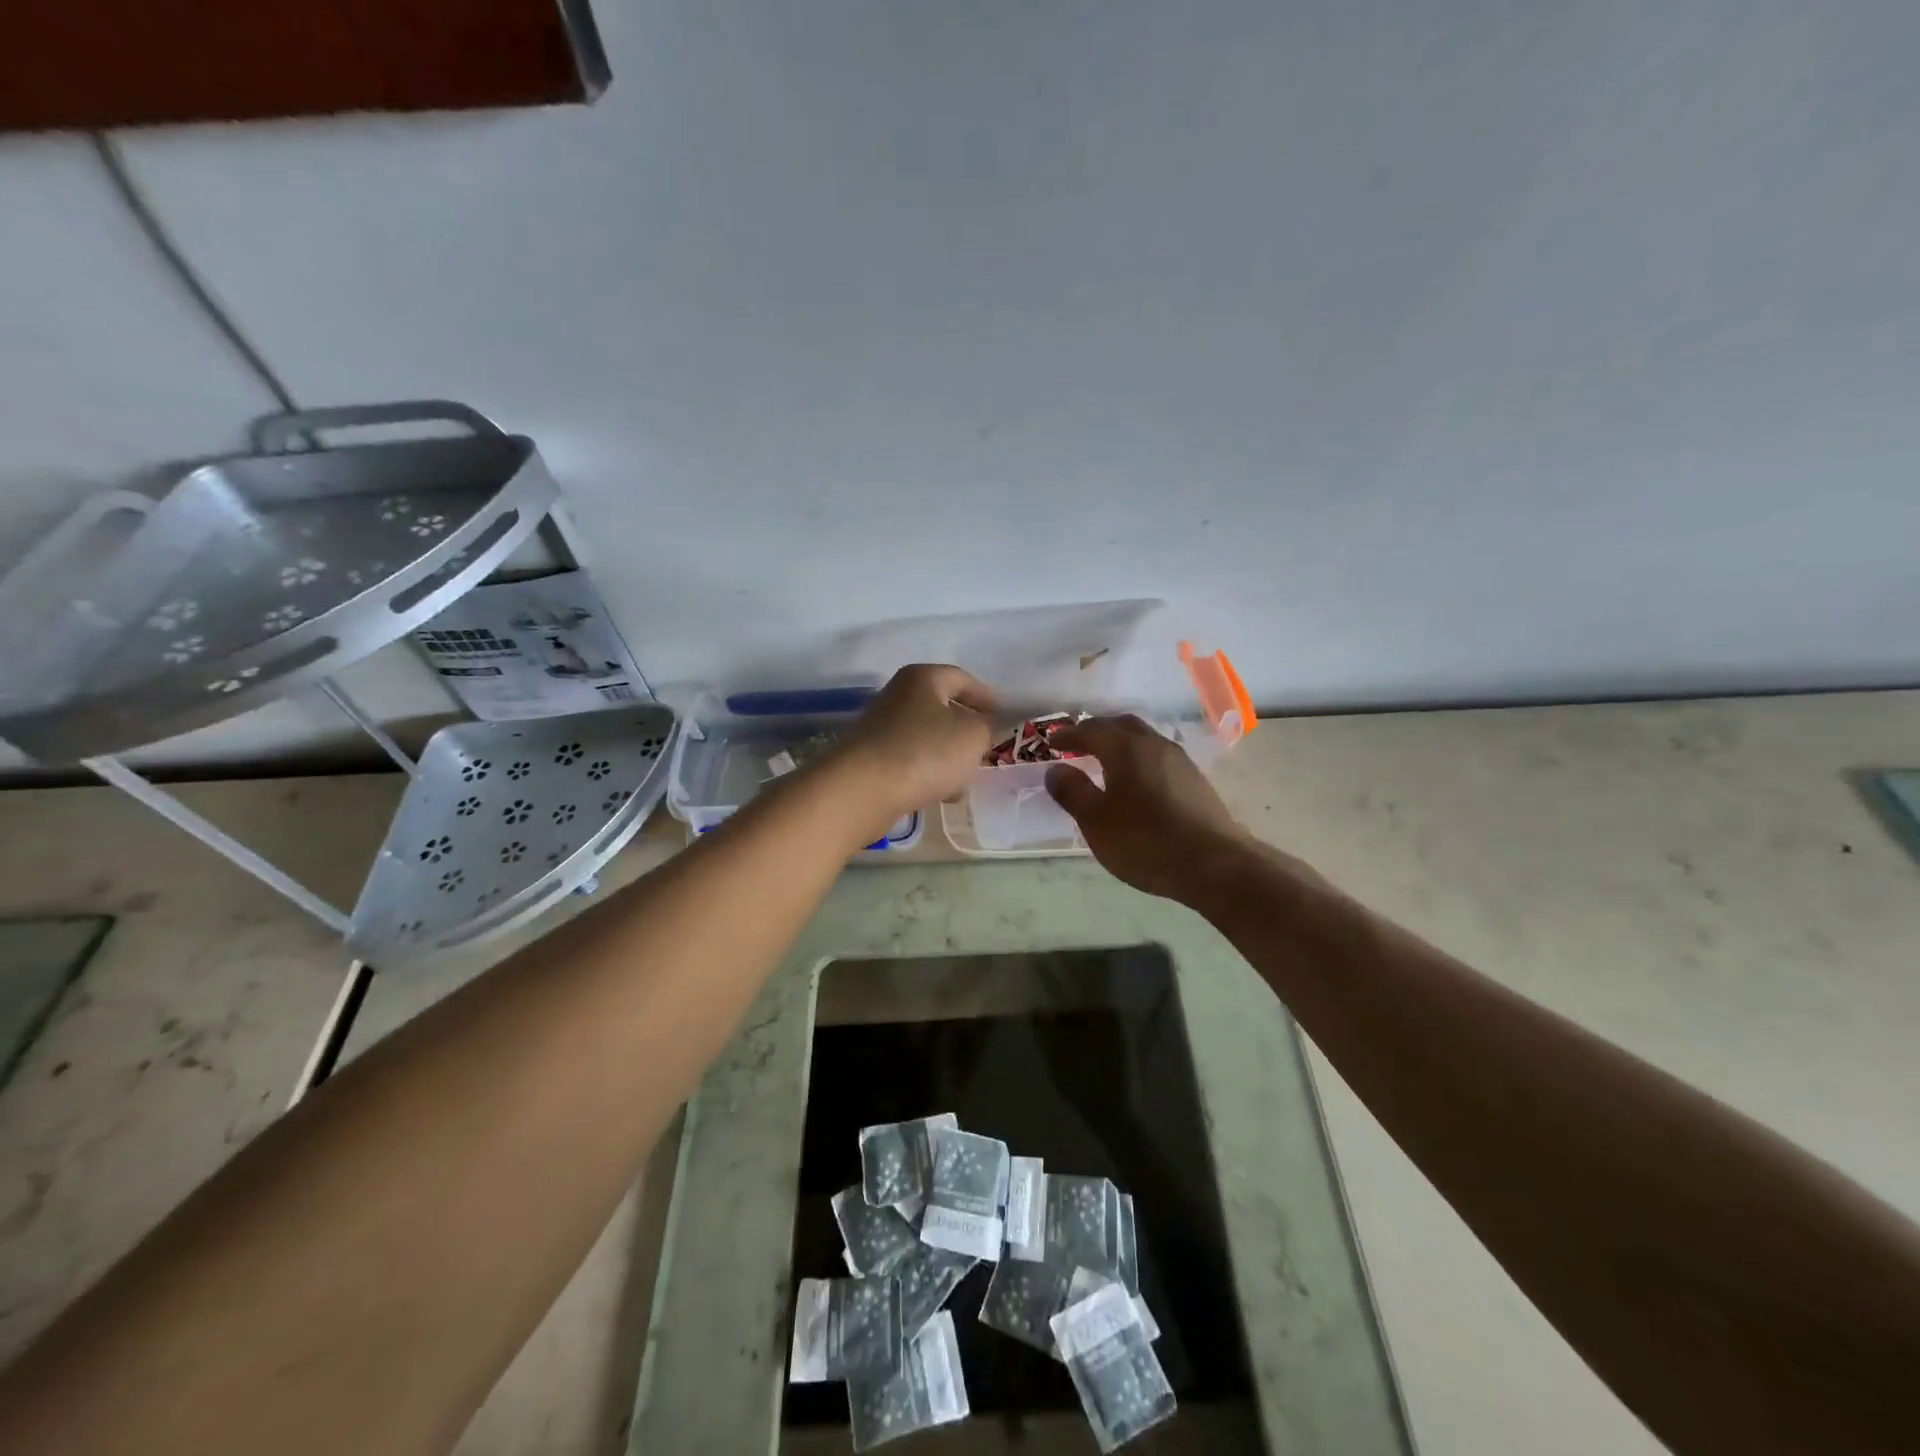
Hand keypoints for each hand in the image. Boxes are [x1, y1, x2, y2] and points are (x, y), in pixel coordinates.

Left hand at [827, 664, 996, 839]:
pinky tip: (940, 795)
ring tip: (965, 782)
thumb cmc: (925, 752)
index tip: (1002, 718)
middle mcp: (899, 696)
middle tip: (985, 751)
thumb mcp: (974, 736)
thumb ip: (986, 727)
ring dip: (949, 758)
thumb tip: (980, 729)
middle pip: (943, 709)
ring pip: (928, 738)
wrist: (863, 790)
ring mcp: (882, 727)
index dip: (986, 698)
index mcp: (923, 678)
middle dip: (967, 732)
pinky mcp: (872, 758)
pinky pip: (911, 761)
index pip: (962, 679)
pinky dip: (928, 774)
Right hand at [1045, 716, 1253, 902]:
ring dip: (1121, 744)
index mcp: (1126, 749)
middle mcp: (1154, 745)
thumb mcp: (1096, 821)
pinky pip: (1158, 758)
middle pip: (1122, 725)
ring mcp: (1180, 762)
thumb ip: (1072, 792)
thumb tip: (1056, 769)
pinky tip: (1136, 782)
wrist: (1215, 865)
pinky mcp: (1195, 781)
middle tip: (1078, 743)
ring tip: (1105, 761)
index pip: (1091, 730)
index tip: (1051, 742)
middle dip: (1098, 731)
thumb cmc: (1145, 841)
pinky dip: (1139, 760)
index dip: (1069, 735)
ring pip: (1144, 740)